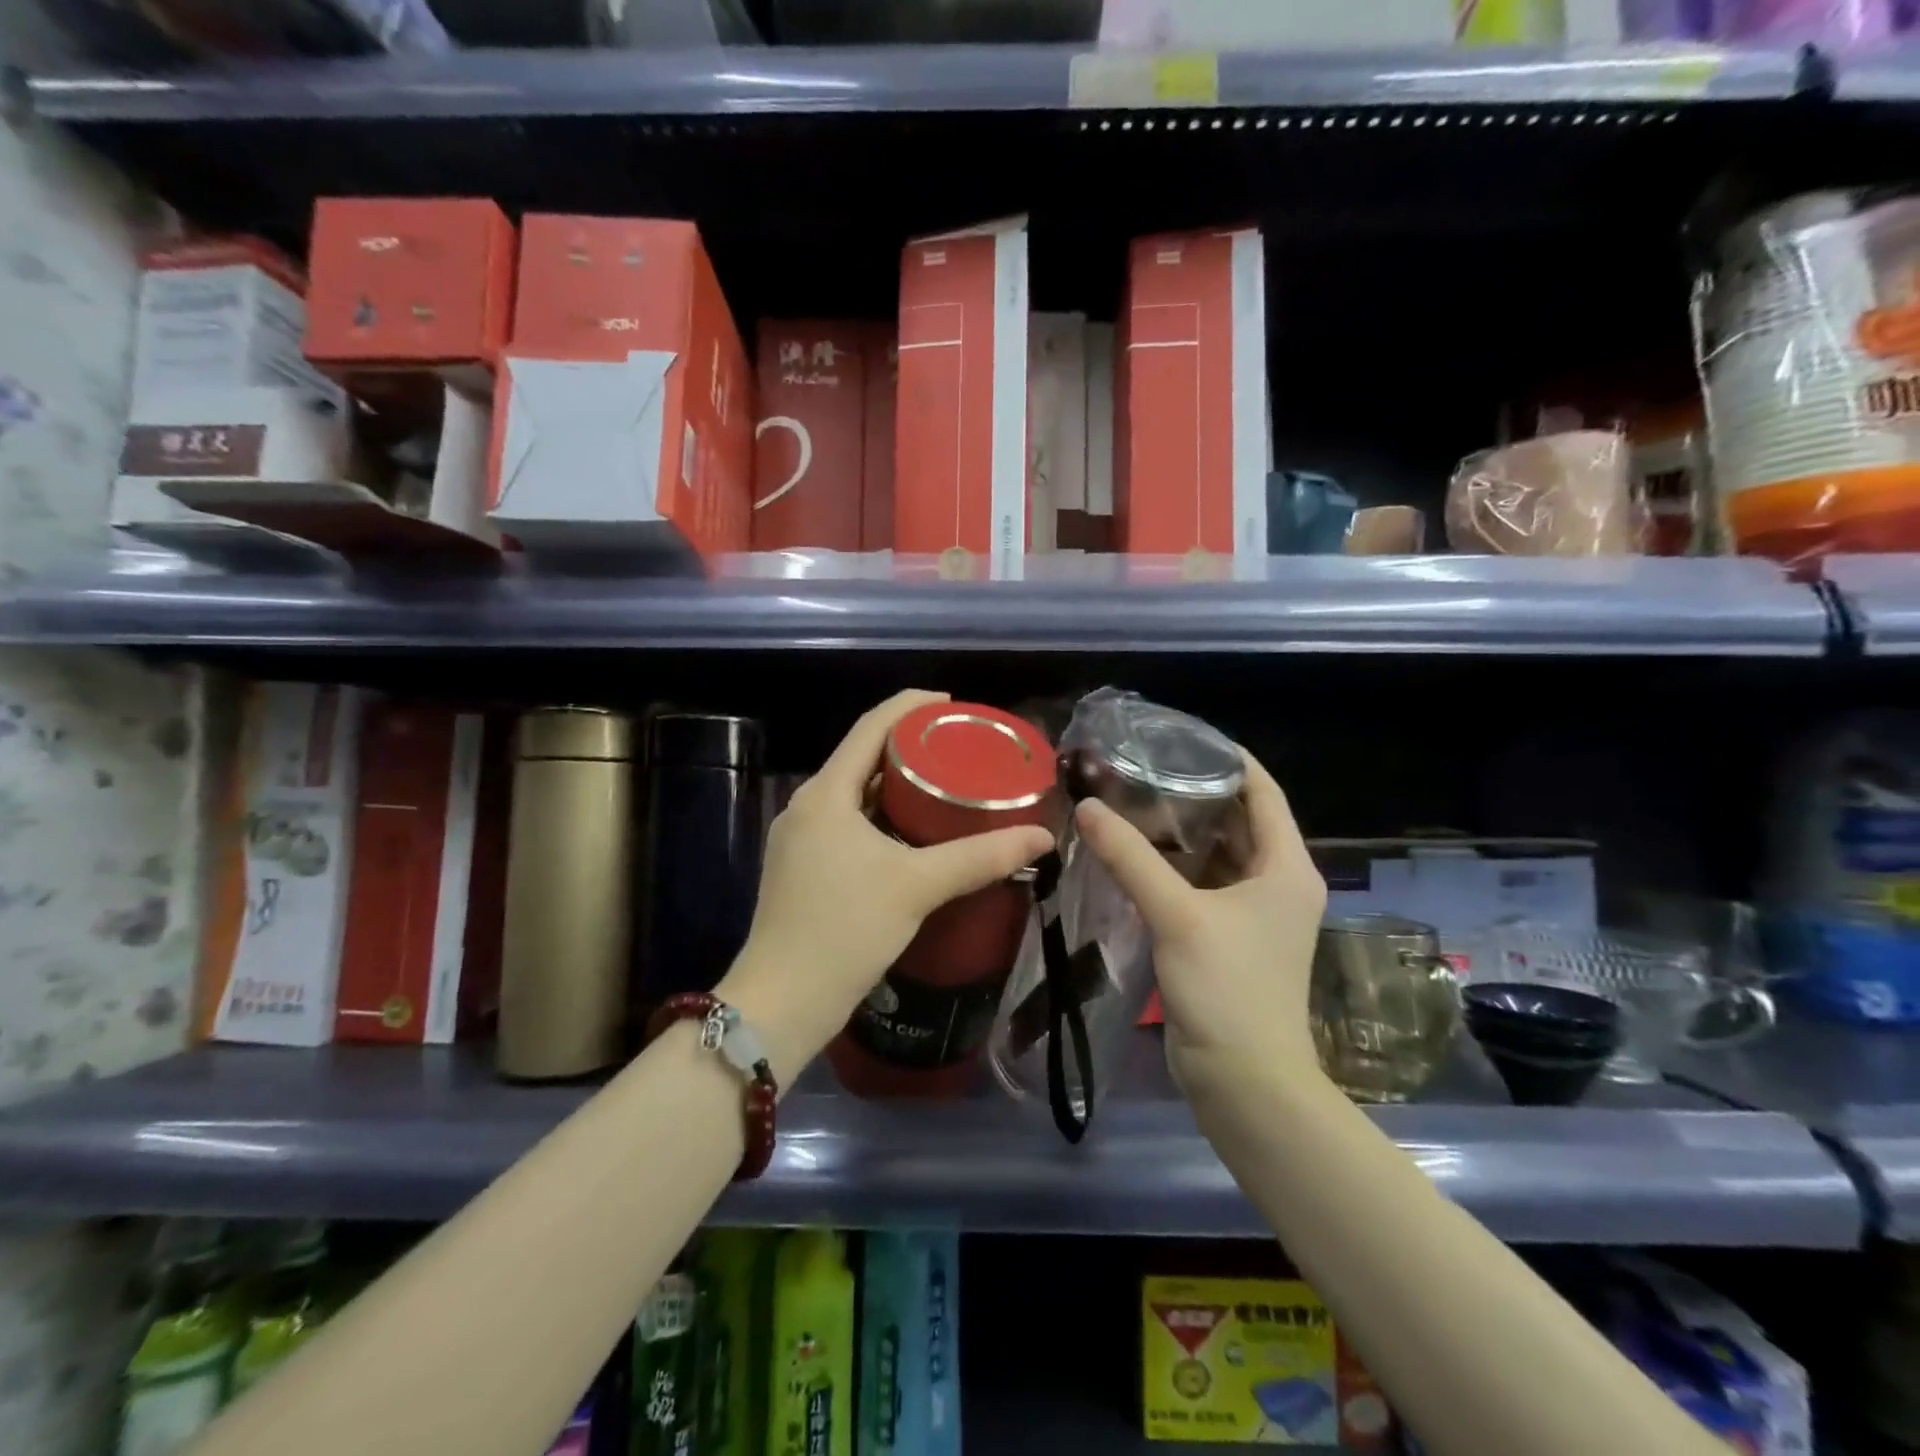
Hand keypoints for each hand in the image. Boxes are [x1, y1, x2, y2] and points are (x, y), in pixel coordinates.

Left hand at [720, 690, 1054, 1081]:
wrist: (781, 1003)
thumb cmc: (845, 929)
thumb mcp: (918, 886)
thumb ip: (981, 857)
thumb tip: (1042, 837)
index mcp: (825, 794)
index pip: (870, 727)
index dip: (911, 707)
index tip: (954, 706)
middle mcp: (807, 807)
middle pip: (863, 758)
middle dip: (910, 748)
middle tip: (960, 751)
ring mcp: (800, 840)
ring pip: (856, 796)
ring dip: (898, 787)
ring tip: (947, 789)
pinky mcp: (803, 870)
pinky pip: (849, 825)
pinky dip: (884, 820)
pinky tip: (916, 837)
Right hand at [1073, 748, 1326, 1094]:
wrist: (1244, 1081)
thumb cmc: (1228, 989)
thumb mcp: (1177, 915)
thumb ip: (1130, 858)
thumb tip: (1086, 807)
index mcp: (1286, 866)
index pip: (1262, 792)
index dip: (1227, 758)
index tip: (1179, 736)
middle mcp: (1276, 882)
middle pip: (1238, 819)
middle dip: (1194, 792)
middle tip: (1141, 767)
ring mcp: (1252, 912)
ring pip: (1215, 853)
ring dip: (1179, 830)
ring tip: (1130, 800)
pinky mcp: (1227, 936)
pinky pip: (1200, 883)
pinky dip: (1171, 865)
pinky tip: (1132, 853)